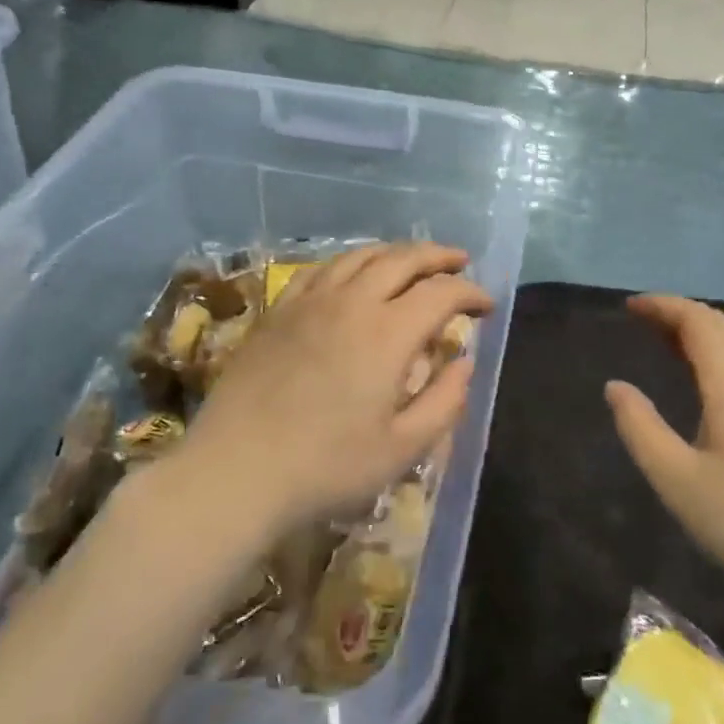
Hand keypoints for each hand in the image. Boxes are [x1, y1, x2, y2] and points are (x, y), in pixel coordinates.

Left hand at [184, 243, 492, 534]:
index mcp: (387, 333)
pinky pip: (320, 269)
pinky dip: (350, 262)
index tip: (487, 305)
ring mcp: (309, 302)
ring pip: (360, 256)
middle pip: (402, 259)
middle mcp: (350, 302)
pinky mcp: (278, 311)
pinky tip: (353, 274)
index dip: (470, 293)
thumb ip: (444, 402)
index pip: (440, 293)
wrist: (236, 471)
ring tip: (413, 262)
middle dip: (438, 256)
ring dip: (395, 253)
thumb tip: (464, 362)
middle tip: (460, 263)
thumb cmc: (326, 467)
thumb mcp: (402, 449)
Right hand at [606, 296, 723, 616]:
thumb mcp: (677, 481)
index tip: (629, 306)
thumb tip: (615, 387)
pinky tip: (707, 380)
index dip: (663, 306)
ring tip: (666, 341)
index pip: (697, 322)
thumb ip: (640, 428)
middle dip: (680, 313)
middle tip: (642, 318)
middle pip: (721, 325)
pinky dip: (720, 353)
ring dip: (701, 333)